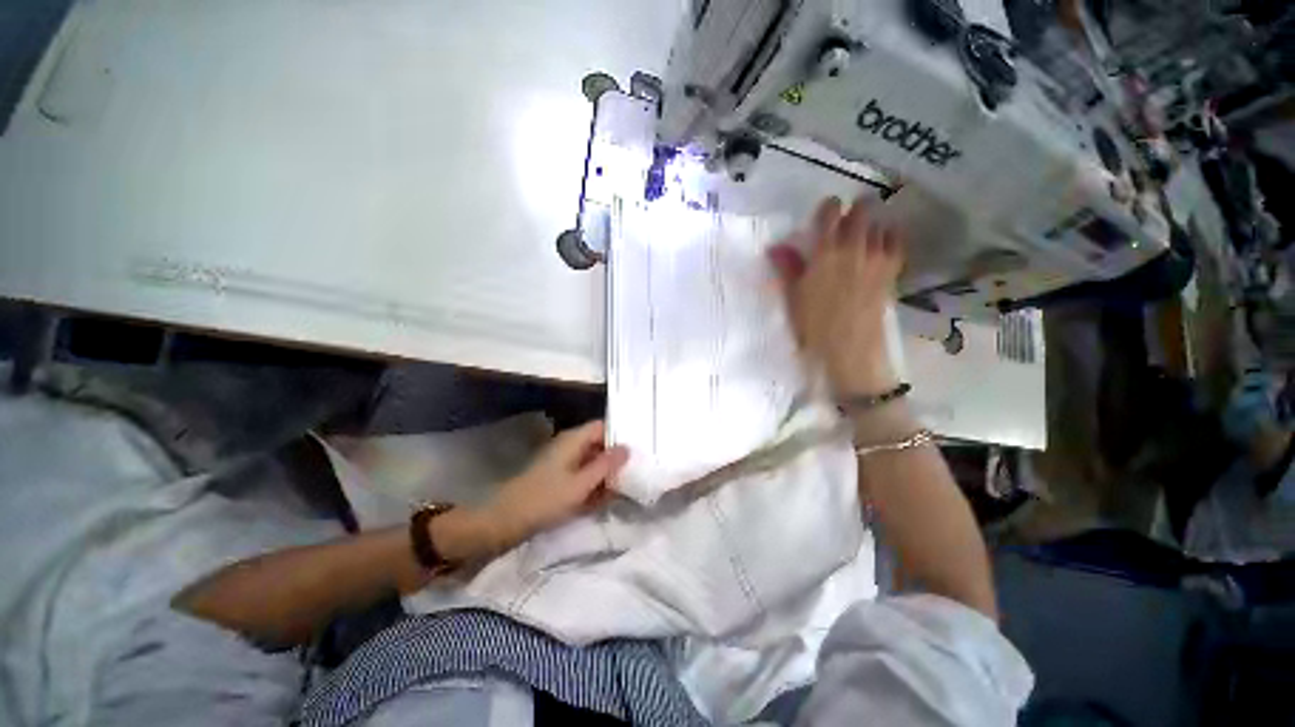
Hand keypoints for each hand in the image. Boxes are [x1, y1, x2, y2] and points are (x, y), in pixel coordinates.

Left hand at [480, 420, 628, 548]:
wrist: (507, 521)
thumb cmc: (546, 498)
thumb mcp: (581, 483)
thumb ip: (606, 465)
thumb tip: (628, 448)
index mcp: (574, 439)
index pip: (603, 426)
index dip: (620, 434)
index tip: (639, 446)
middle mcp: (571, 446)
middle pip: (600, 444)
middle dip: (617, 457)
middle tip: (637, 469)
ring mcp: (565, 463)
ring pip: (594, 462)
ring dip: (608, 474)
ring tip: (627, 486)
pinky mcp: (561, 479)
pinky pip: (585, 476)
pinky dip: (596, 484)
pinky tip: (607, 497)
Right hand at [767, 195, 904, 396]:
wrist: (848, 349)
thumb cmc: (813, 325)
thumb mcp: (793, 297)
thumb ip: (787, 268)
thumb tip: (775, 246)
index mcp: (825, 253)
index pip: (831, 213)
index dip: (828, 207)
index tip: (824, 213)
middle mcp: (854, 248)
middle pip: (861, 212)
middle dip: (854, 211)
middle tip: (845, 223)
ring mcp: (877, 259)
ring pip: (880, 225)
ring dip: (871, 225)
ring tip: (863, 236)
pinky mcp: (891, 272)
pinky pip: (897, 243)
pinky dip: (891, 237)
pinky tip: (882, 245)